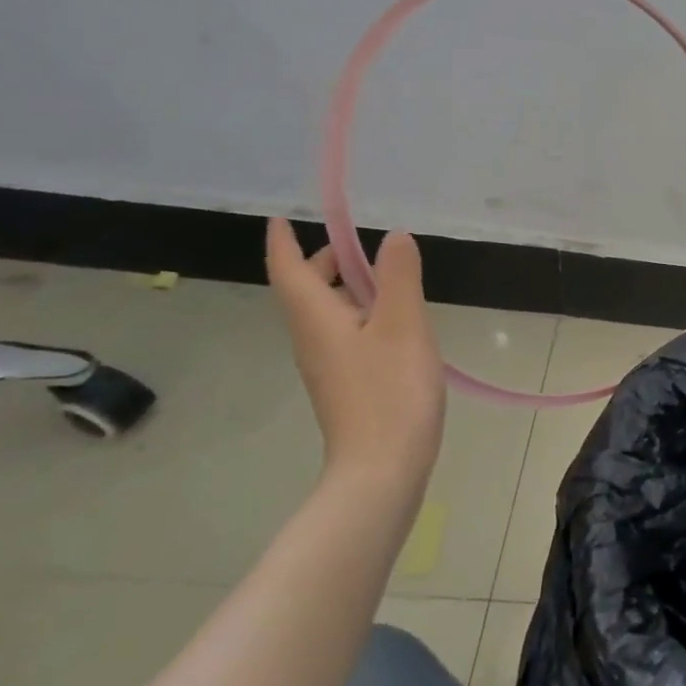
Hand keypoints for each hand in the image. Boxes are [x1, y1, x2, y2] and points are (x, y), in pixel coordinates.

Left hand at [265, 217, 444, 489]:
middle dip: (324, 263)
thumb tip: (393, 236)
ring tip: (387, 278)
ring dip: (346, 289)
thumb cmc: (391, 390)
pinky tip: (396, 323)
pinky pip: (344, 336)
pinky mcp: (346, 385)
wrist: (383, 467)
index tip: (281, 218)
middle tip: (359, 245)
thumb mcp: (404, 325)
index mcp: (317, 319)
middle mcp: (313, 339)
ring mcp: (328, 366)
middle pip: (306, 291)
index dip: (282, 242)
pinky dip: (361, 315)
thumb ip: (399, 277)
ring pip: (327, 315)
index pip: (289, 270)